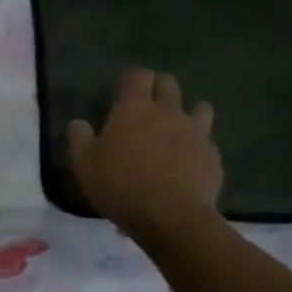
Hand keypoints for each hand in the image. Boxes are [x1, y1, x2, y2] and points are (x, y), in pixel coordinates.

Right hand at [67, 69, 222, 233]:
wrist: (171, 217)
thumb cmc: (120, 185)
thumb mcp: (84, 165)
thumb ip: (79, 139)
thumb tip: (79, 123)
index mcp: (134, 109)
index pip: (137, 75)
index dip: (130, 80)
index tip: (122, 92)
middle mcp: (168, 111)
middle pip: (168, 83)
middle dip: (158, 89)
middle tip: (146, 109)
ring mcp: (196, 132)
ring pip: (199, 107)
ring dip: (187, 113)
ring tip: (175, 131)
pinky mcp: (212, 155)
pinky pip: (207, 142)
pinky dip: (197, 147)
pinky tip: (187, 164)